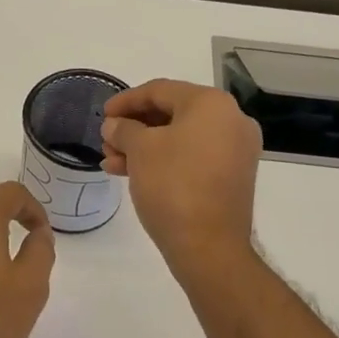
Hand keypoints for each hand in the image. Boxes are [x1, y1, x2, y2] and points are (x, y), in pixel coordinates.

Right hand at [99, 80, 260, 269]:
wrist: (209, 246)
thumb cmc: (173, 186)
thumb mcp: (140, 150)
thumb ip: (123, 129)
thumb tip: (115, 125)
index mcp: (211, 104)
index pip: (160, 90)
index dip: (126, 100)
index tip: (102, 115)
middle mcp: (231, 120)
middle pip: (172, 113)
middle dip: (134, 127)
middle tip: (106, 142)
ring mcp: (235, 150)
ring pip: (180, 138)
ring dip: (144, 147)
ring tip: (112, 162)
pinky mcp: (232, 176)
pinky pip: (192, 157)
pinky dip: (164, 160)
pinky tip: (133, 173)